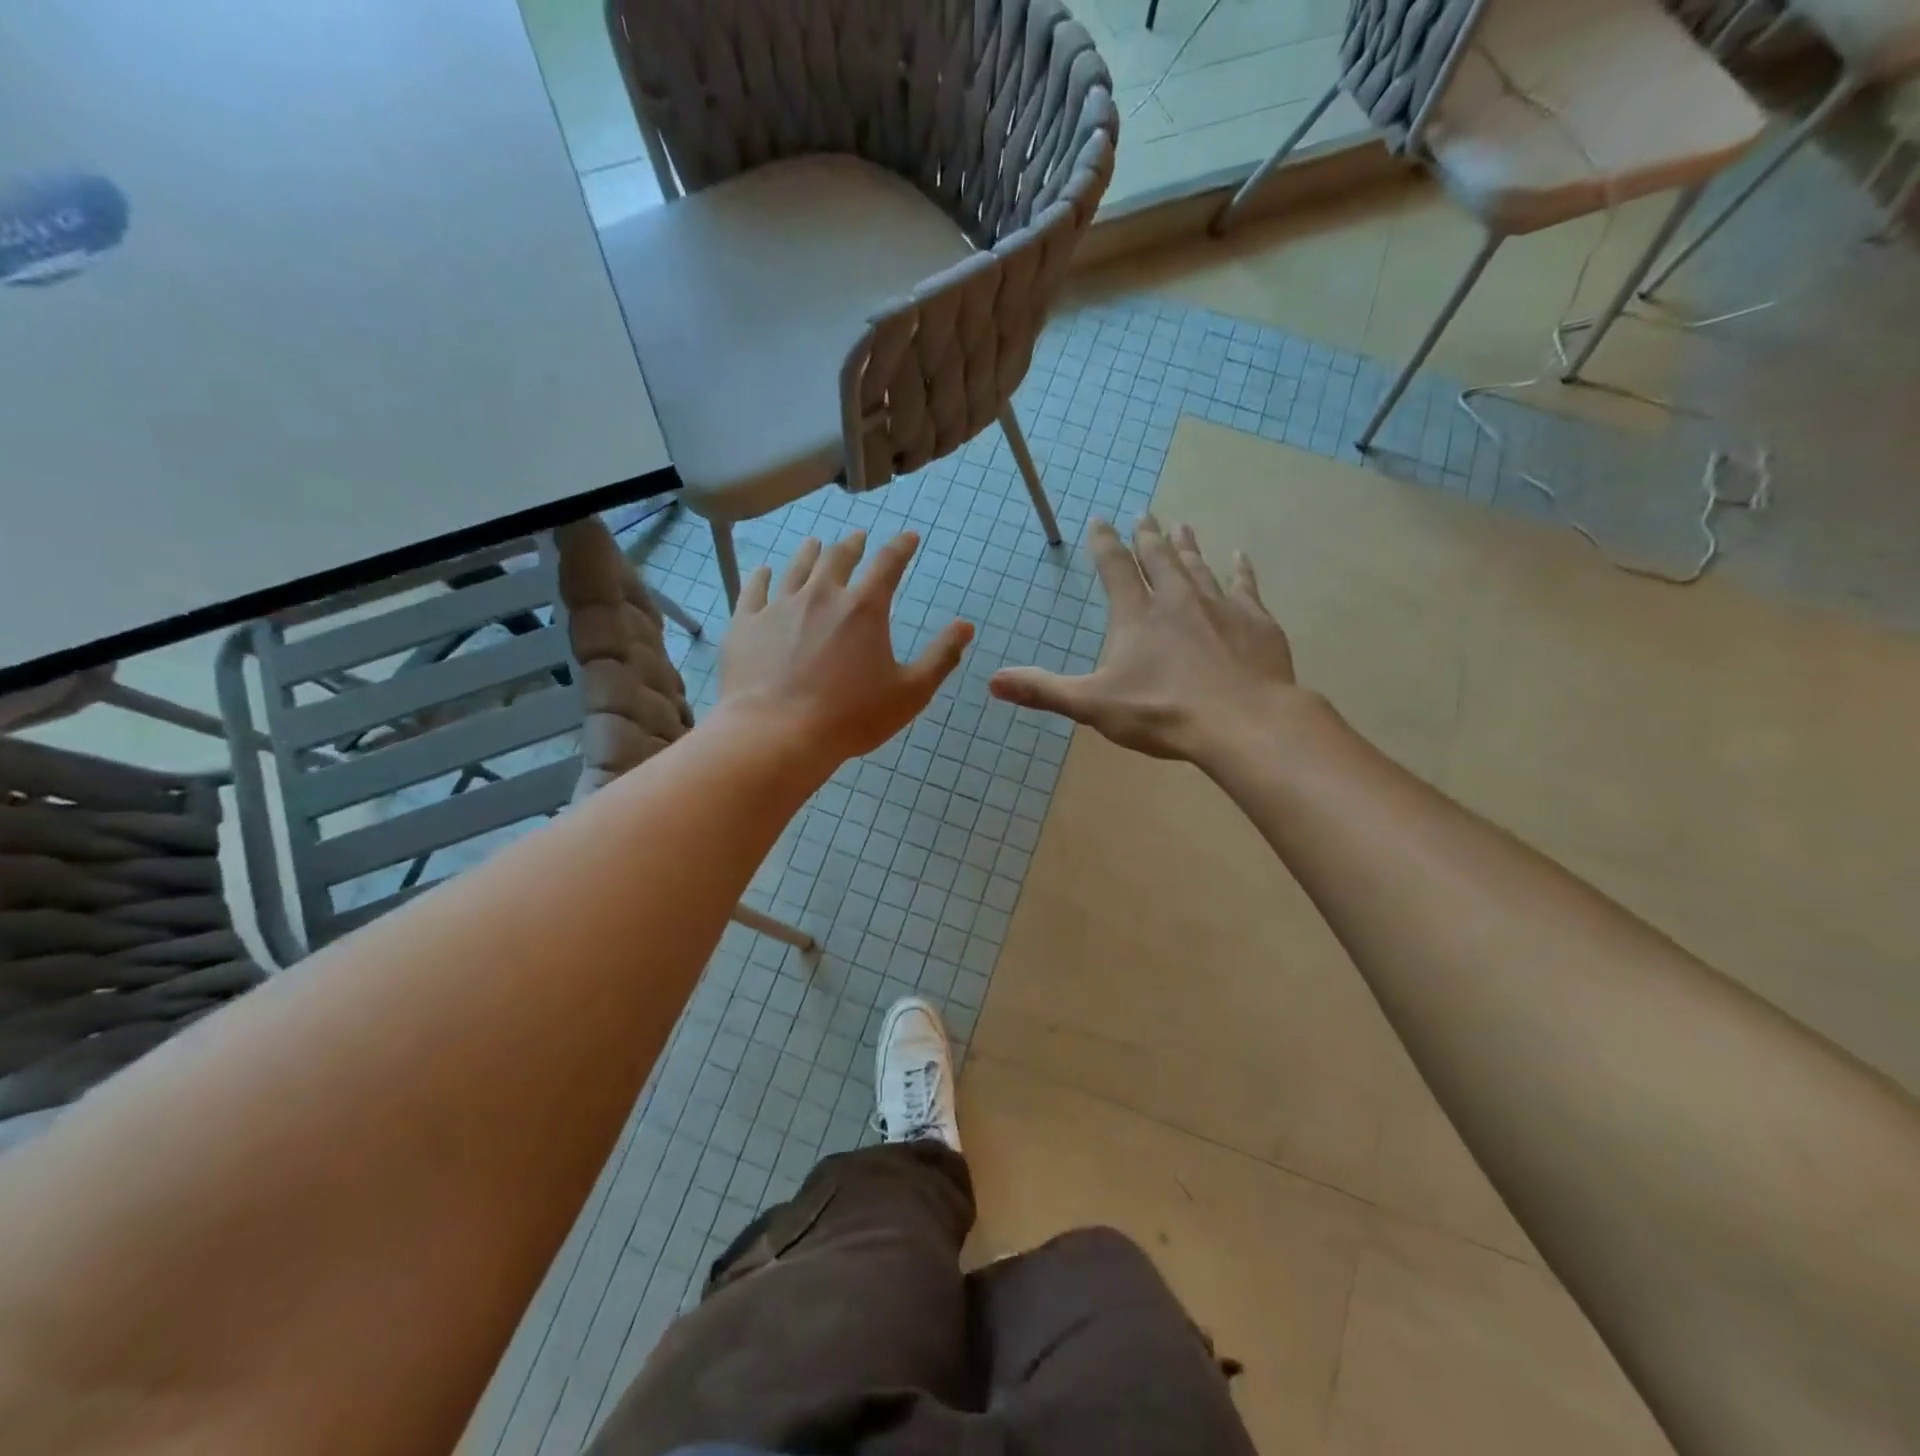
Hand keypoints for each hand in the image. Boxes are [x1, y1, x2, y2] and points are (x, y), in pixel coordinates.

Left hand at [718, 531, 972, 766]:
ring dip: (810, 552)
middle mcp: (822, 595)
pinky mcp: (746, 624)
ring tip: (815, 544)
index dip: (901, 547)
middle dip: (853, 545)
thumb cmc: (851, 717)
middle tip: (858, 538)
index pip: (888, 564)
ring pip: (797, 567)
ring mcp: (780, 607)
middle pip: (839, 558)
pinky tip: (764, 571)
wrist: (777, 733)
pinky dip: (762, 577)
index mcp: (864, 608)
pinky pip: (754, 590)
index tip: (909, 536)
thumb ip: (941, 657)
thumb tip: (966, 626)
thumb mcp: (910, 692)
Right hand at [989, 516, 1303, 763]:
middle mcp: (1176, 599)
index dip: (1104, 543)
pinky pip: (1244, 586)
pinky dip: (1239, 570)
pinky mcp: (1254, 621)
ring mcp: (1219, 606)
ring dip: (1186, 545)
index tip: (1100, 520)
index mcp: (1136, 615)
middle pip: (1158, 557)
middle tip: (1144, 513)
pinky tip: (1239, 556)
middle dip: (1147, 535)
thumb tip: (992, 682)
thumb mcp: (1093, 705)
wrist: (1241, 721)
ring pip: (1198, 566)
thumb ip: (1044, 690)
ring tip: (1181, 525)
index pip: (1114, 568)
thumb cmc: (1162, 712)